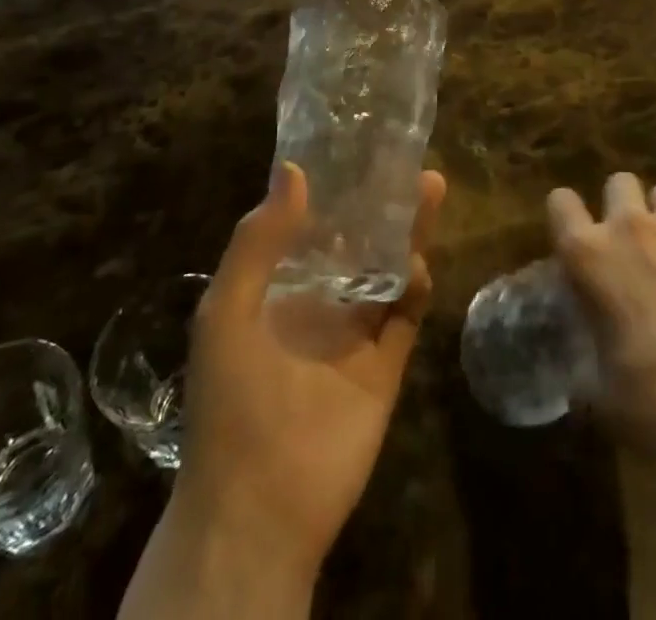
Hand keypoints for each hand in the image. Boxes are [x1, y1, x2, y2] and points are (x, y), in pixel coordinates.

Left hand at [173, 161, 446, 581]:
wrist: (259, 507)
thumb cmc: (232, 399)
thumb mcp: (226, 311)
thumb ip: (257, 241)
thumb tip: (295, 169)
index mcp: (277, 288)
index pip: (310, 224)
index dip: (333, 188)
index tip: (359, 148)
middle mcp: (318, 302)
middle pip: (358, 239)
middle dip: (382, 202)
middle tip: (410, 162)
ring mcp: (354, 334)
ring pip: (388, 268)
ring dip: (408, 231)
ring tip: (429, 188)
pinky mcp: (385, 365)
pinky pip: (406, 315)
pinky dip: (417, 286)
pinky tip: (420, 263)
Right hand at [549, 172, 655, 483]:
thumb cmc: (651, 400)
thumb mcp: (596, 387)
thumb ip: (581, 359)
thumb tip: (578, 372)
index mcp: (588, 255)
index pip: (560, 202)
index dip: (565, 214)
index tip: (573, 234)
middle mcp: (630, 228)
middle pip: (619, 183)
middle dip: (621, 206)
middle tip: (629, 245)